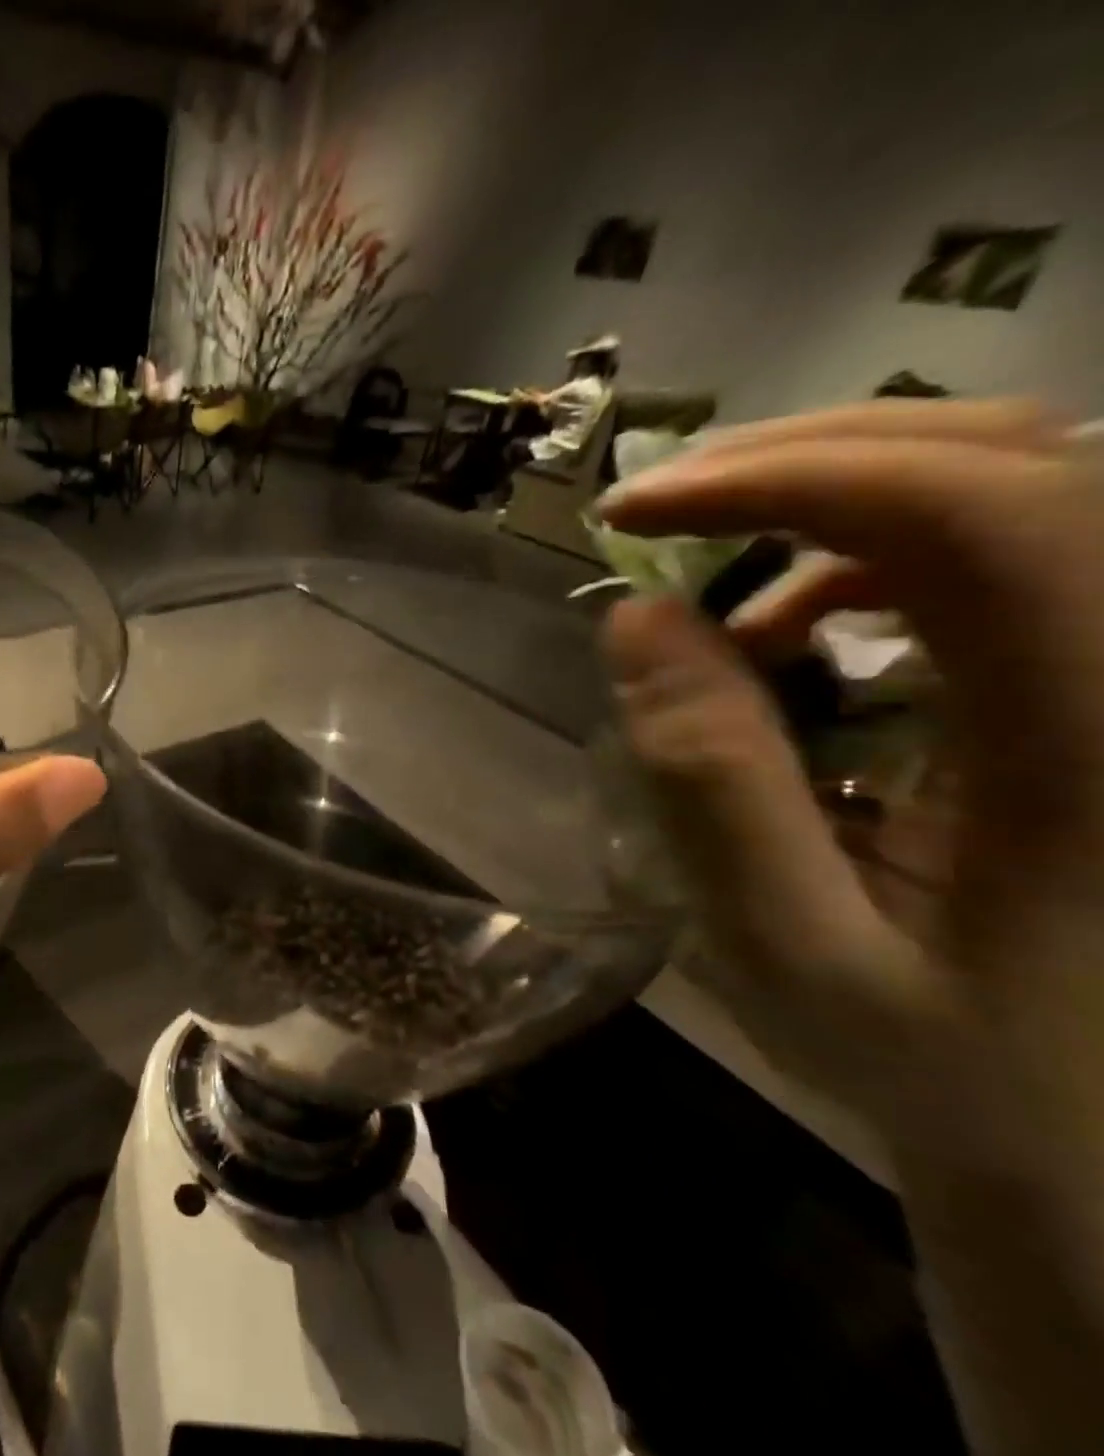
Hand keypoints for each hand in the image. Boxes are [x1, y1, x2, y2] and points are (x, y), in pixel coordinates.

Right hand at [595, 400, 1103, 1179]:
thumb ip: (711, 787)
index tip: (635, 512)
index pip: (979, 512)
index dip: (787, 478)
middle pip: (1014, 460)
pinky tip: (796, 636)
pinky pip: (1008, 553)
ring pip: (1013, 488)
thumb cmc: (967, 1079)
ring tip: (716, 601)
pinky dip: (869, 562)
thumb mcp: (799, 953)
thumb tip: (636, 620)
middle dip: (803, 458)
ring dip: (829, 509)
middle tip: (659, 508)